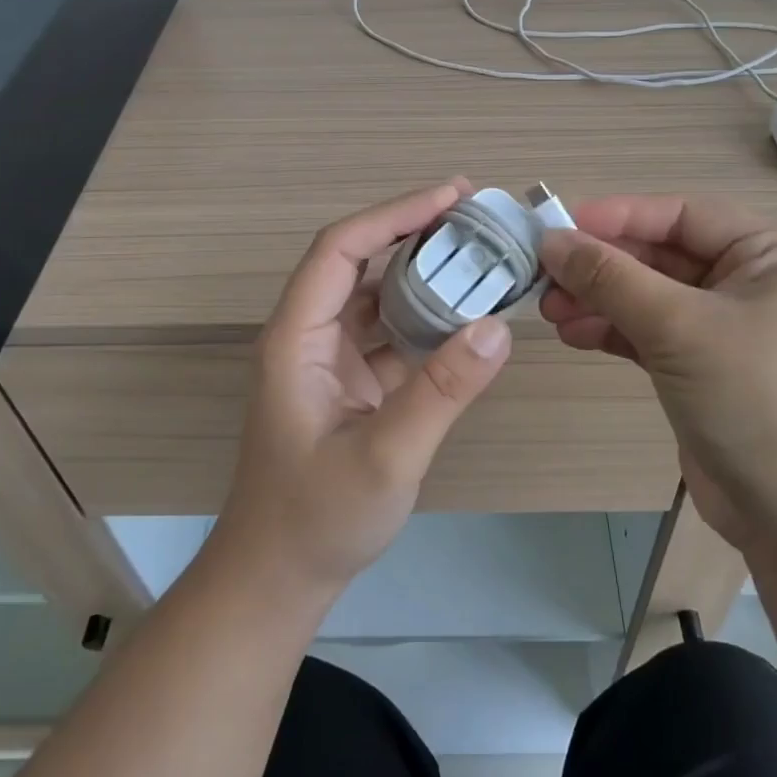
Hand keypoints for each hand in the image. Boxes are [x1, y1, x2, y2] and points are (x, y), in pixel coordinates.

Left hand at [214, 181, 512, 602]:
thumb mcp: (384, 457)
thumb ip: (441, 392)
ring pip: (378, 297)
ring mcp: (330, 361)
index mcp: (296, 338)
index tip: (449, 196)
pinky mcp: (350, 385)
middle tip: (475, 216)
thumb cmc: (315, 520)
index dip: (393, 214)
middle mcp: (310, 337)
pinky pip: (391, 335)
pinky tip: (467, 316)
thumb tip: (499, 328)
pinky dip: (427, 319)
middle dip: (414, 233)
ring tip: (479, 255)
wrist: (277, 580)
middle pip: (359, 262)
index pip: (340, 249)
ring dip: (424, 274)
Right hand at [539, 196, 776, 550]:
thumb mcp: (679, 327)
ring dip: (600, 300)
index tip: (558, 226)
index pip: (683, 215)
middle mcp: (752, 283)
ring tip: (549, 310)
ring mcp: (727, 329)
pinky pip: (650, 333)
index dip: (619, 216)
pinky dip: (612, 331)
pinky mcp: (704, 369)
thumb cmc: (755, 398)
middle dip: (602, 266)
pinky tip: (573, 335)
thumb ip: (611, 278)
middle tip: (544, 276)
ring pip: (650, 296)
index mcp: (771, 255)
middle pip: (662, 255)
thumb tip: (551, 240)